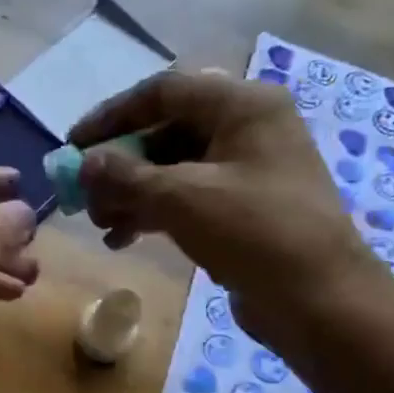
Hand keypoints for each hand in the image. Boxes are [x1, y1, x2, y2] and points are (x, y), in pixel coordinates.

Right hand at [70, 70, 393, 392]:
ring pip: (172, 169)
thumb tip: (85, 163)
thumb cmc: (255, 232)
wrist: (320, 300)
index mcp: (242, 106)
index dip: (112, 116)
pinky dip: (151, 213)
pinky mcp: (241, 208)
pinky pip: (185, 198)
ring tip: (100, 224)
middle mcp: (246, 128)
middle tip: (84, 194)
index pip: (163, 92)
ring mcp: (246, 170)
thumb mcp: (182, 198)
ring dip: (130, 193)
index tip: (73, 145)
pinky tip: (122, 238)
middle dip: (119, 165)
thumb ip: (126, 176)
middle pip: (165, 132)